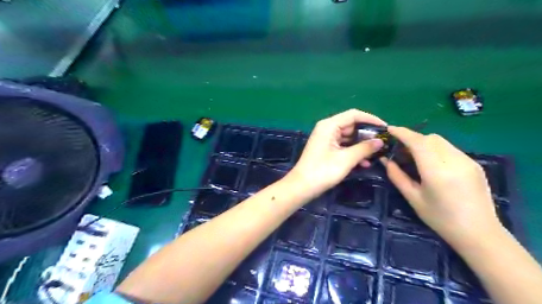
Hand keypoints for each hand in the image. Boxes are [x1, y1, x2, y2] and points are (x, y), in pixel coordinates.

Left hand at [292, 110, 385, 195]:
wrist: (302, 186)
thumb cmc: (323, 171)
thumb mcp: (346, 159)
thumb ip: (364, 148)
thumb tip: (381, 141)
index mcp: (329, 125)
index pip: (353, 115)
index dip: (371, 119)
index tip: (385, 128)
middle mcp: (327, 129)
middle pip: (351, 125)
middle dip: (367, 134)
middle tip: (383, 142)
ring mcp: (326, 139)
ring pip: (349, 137)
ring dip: (361, 145)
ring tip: (377, 153)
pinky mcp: (326, 149)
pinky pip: (343, 146)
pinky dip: (353, 152)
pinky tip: (364, 163)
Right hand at [383, 127, 501, 249]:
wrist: (478, 232)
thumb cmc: (440, 218)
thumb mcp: (413, 198)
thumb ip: (397, 176)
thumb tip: (386, 161)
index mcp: (437, 172)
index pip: (418, 142)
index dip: (402, 133)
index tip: (389, 129)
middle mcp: (454, 161)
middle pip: (430, 138)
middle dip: (412, 138)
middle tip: (400, 149)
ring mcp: (467, 161)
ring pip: (440, 141)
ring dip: (424, 143)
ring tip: (414, 156)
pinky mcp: (474, 164)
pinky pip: (450, 148)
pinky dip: (435, 149)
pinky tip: (431, 163)